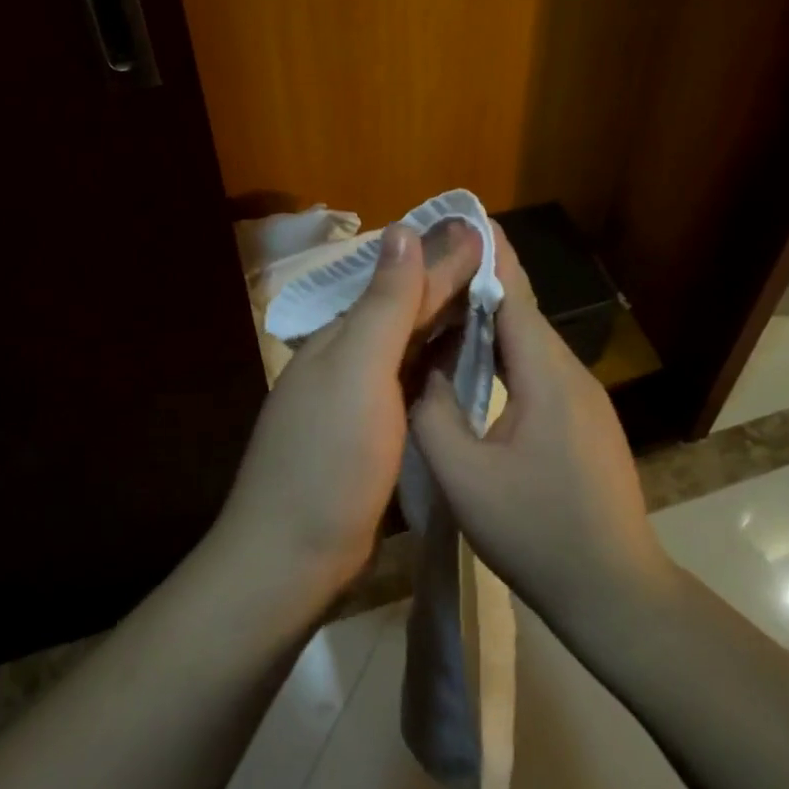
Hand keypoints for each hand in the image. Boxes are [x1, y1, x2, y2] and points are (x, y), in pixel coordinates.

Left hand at [215, 219, 482, 607]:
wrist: (291, 558)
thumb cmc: (329, 459)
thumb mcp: (358, 371)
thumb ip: (384, 304)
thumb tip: (403, 231)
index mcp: (343, 337)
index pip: (403, 284)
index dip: (445, 258)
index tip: (484, 230)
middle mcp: (348, 359)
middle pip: (406, 310)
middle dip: (448, 281)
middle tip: (497, 258)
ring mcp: (358, 399)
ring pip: (410, 345)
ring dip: (446, 318)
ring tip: (490, 298)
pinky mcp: (372, 434)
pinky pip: (412, 382)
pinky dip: (439, 362)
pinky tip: (463, 359)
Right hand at [410, 228, 673, 628]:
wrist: (614, 591)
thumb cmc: (537, 533)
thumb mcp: (464, 478)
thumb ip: (432, 413)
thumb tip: (418, 368)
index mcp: (546, 375)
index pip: (514, 294)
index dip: (488, 254)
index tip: (462, 217)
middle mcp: (571, 373)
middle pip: (523, 312)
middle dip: (482, 279)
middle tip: (436, 260)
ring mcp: (584, 398)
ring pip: (531, 343)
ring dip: (492, 319)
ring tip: (447, 302)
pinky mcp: (584, 421)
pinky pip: (540, 370)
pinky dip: (506, 353)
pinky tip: (478, 362)